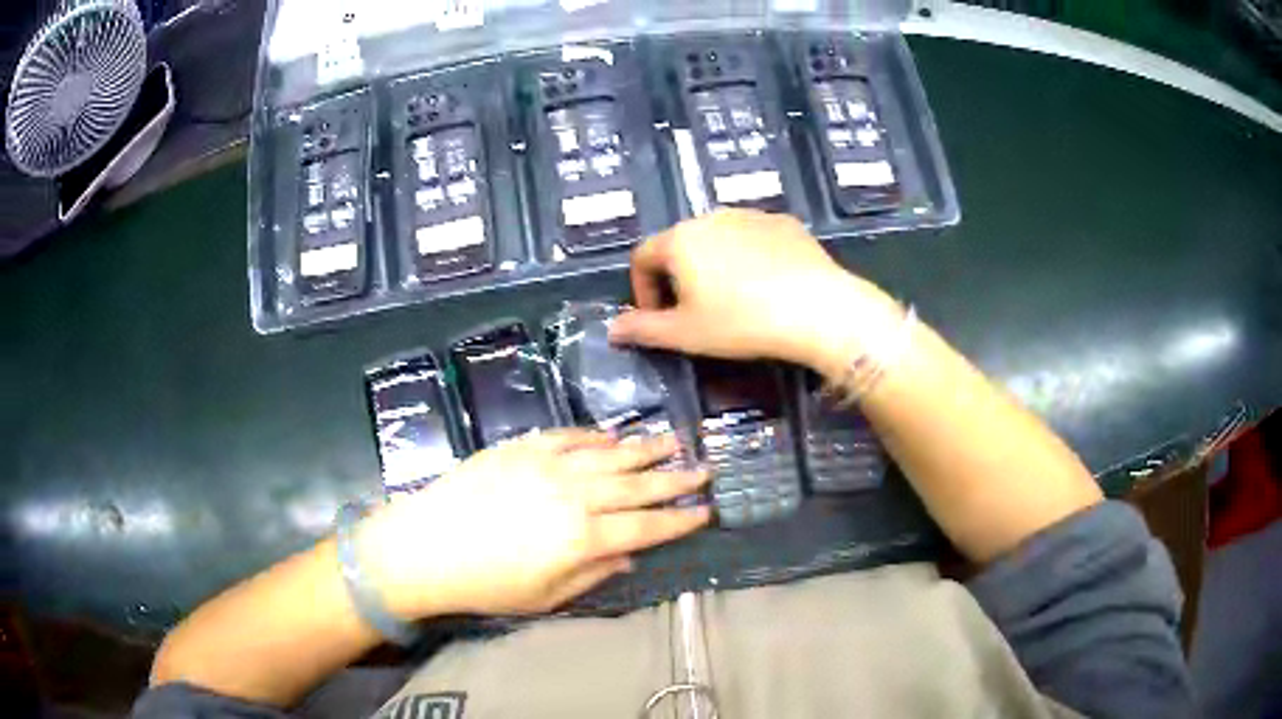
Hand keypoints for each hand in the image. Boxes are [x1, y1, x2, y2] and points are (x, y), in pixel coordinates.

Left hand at [357, 430, 709, 617]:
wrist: (424, 546)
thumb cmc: (485, 584)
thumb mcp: (545, 597)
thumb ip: (593, 574)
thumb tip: (629, 555)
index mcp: (582, 537)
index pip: (645, 526)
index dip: (678, 520)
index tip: (705, 511)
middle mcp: (573, 495)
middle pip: (635, 485)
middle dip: (674, 478)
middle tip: (704, 468)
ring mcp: (545, 465)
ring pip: (608, 454)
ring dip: (644, 448)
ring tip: (675, 439)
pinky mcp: (519, 448)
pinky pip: (566, 436)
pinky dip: (593, 435)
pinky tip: (611, 436)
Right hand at [609, 209, 899, 373]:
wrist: (816, 309)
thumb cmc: (741, 322)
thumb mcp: (686, 334)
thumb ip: (642, 330)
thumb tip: (611, 329)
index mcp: (680, 239)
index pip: (643, 257)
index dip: (642, 290)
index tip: (657, 318)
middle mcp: (711, 217)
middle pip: (681, 245)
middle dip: (679, 278)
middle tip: (695, 313)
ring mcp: (751, 215)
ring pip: (719, 239)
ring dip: (714, 266)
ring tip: (734, 300)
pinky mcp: (786, 223)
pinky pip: (755, 238)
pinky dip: (750, 258)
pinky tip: (767, 285)